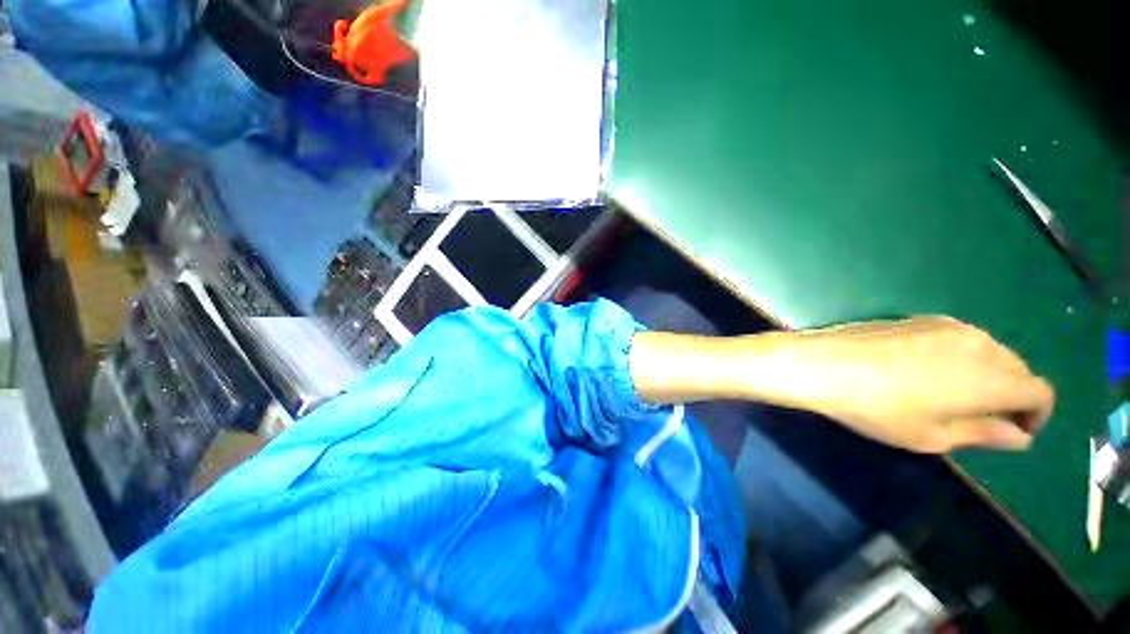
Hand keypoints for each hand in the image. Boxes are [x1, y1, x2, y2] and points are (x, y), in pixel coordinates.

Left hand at [750, 317, 1054, 452]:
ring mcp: (948, 325)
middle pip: (1017, 369)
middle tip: (978, 418)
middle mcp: (979, 343)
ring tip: (950, 397)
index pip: (1040, 392)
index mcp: (992, 377)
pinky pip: (958, 339)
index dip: (1035, 415)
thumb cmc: (877, 408)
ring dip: (985, 374)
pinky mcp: (919, 318)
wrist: (822, 364)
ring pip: (989, 351)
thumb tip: (1019, 435)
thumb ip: (985, 434)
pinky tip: (925, 372)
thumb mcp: (933, 436)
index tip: (1012, 431)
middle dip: (1010, 395)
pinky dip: (960, 357)